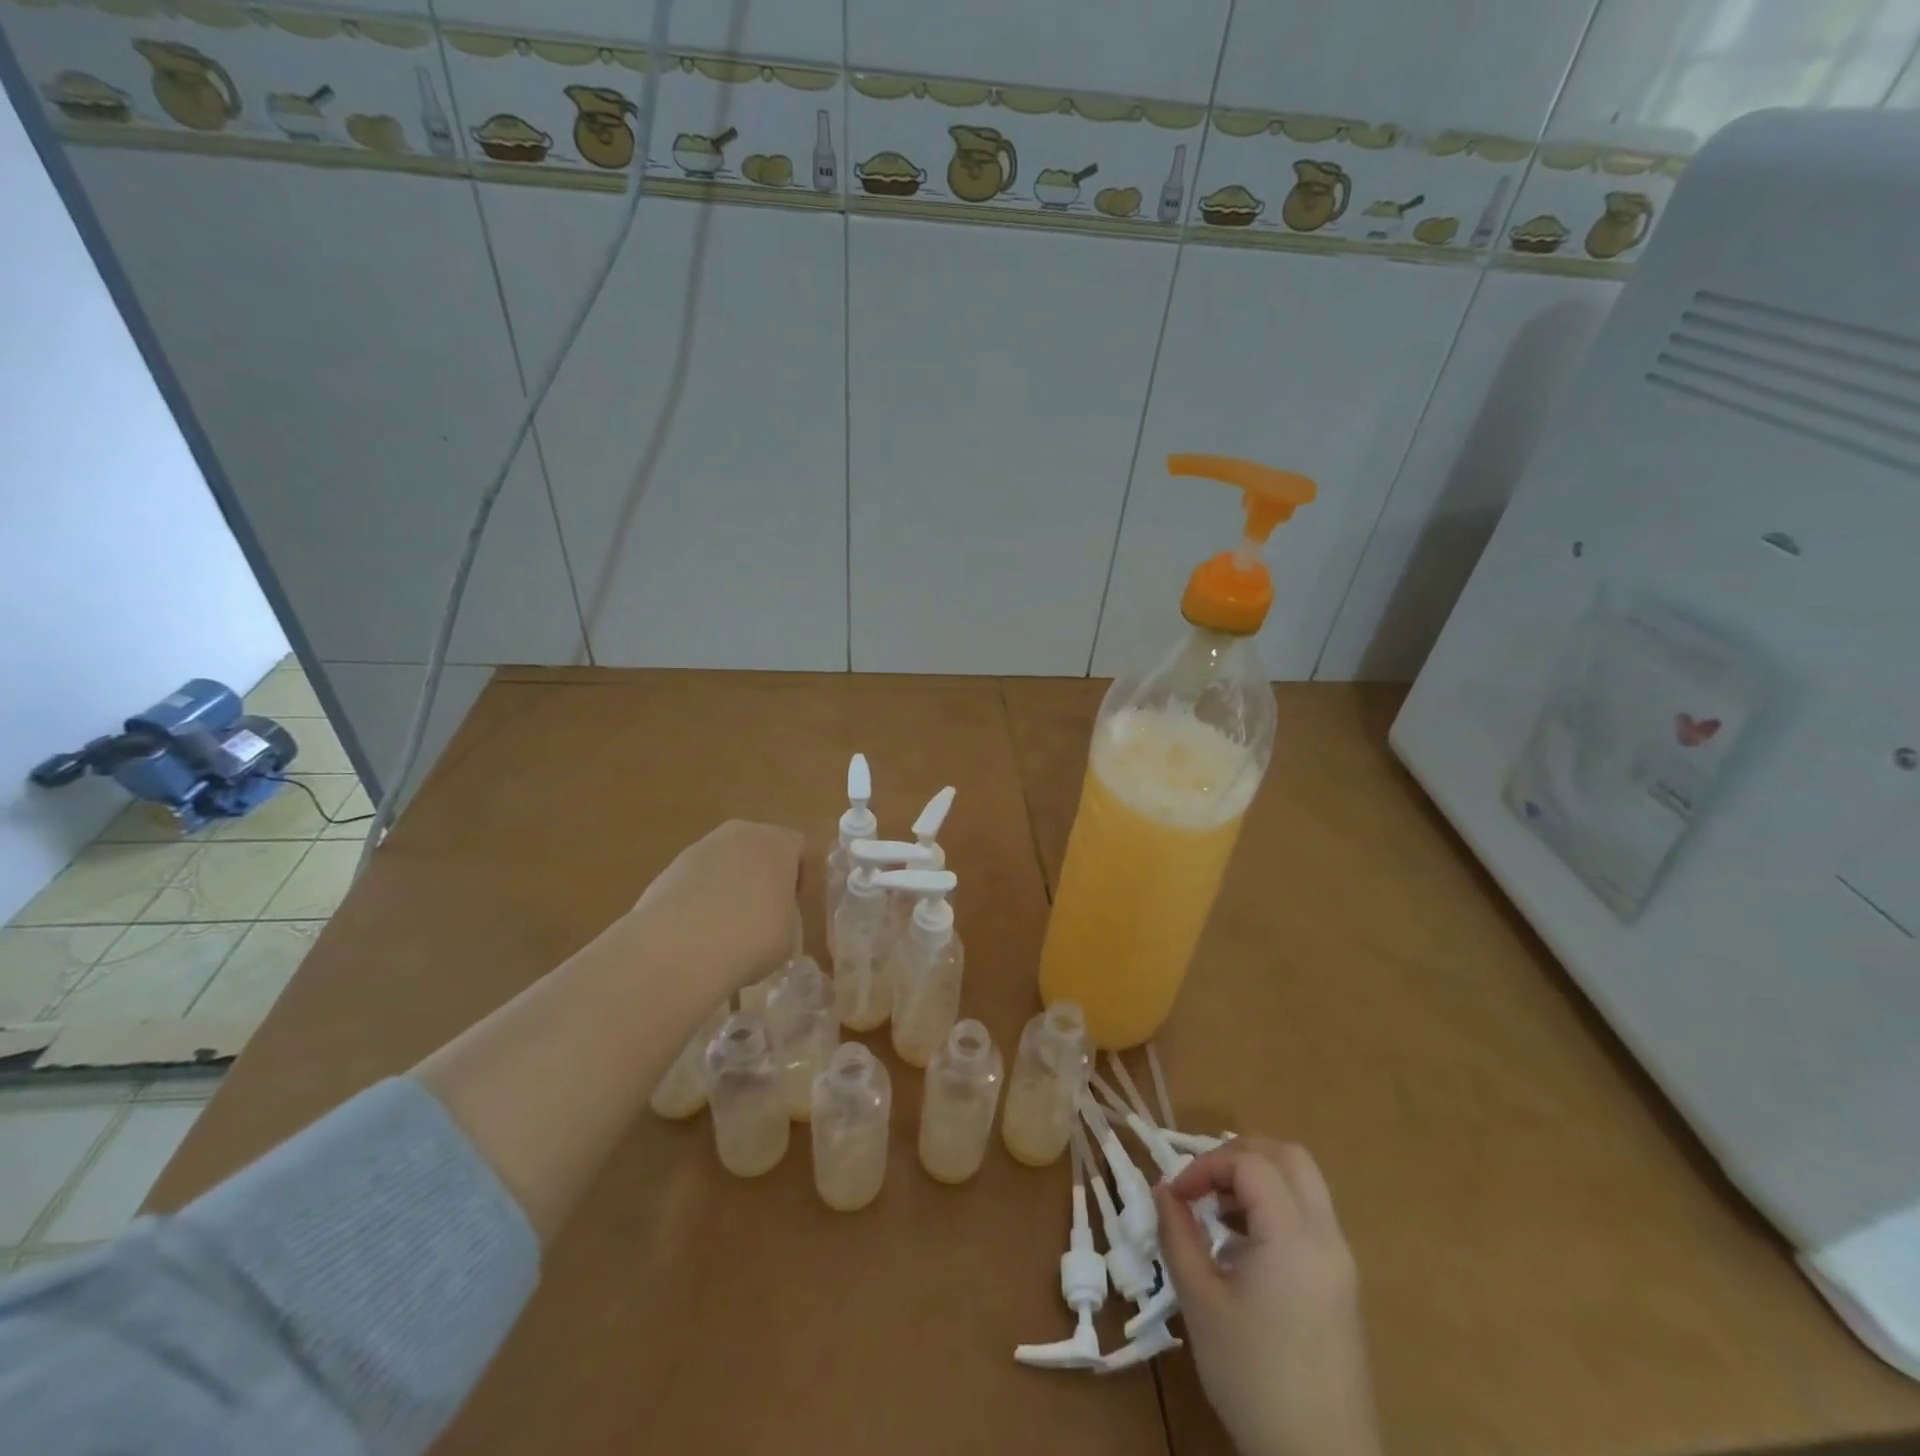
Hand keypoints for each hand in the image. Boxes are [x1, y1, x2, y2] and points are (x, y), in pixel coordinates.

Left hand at [624, 820, 803, 995]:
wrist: (678, 949)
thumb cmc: (752, 938)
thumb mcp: (790, 934)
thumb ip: (785, 915)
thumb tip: (772, 917)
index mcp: (777, 843)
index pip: (798, 847)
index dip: (800, 877)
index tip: (795, 906)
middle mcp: (739, 835)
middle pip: (758, 848)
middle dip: (762, 875)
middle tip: (764, 913)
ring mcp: (698, 850)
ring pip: (724, 863)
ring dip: (728, 887)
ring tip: (727, 928)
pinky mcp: (667, 871)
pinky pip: (696, 882)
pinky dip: (699, 901)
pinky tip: (698, 934)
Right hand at [1155, 1141, 1380, 1455]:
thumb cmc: (1253, 1378)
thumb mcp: (1201, 1302)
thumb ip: (1178, 1235)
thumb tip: (1163, 1190)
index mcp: (1294, 1237)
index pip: (1250, 1163)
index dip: (1206, 1165)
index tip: (1176, 1196)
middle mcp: (1326, 1237)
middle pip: (1288, 1157)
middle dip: (1238, 1155)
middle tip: (1203, 1183)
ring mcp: (1340, 1261)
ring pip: (1303, 1184)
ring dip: (1258, 1180)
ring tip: (1218, 1211)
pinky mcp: (1342, 1285)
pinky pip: (1310, 1217)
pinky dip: (1275, 1206)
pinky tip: (1243, 1244)